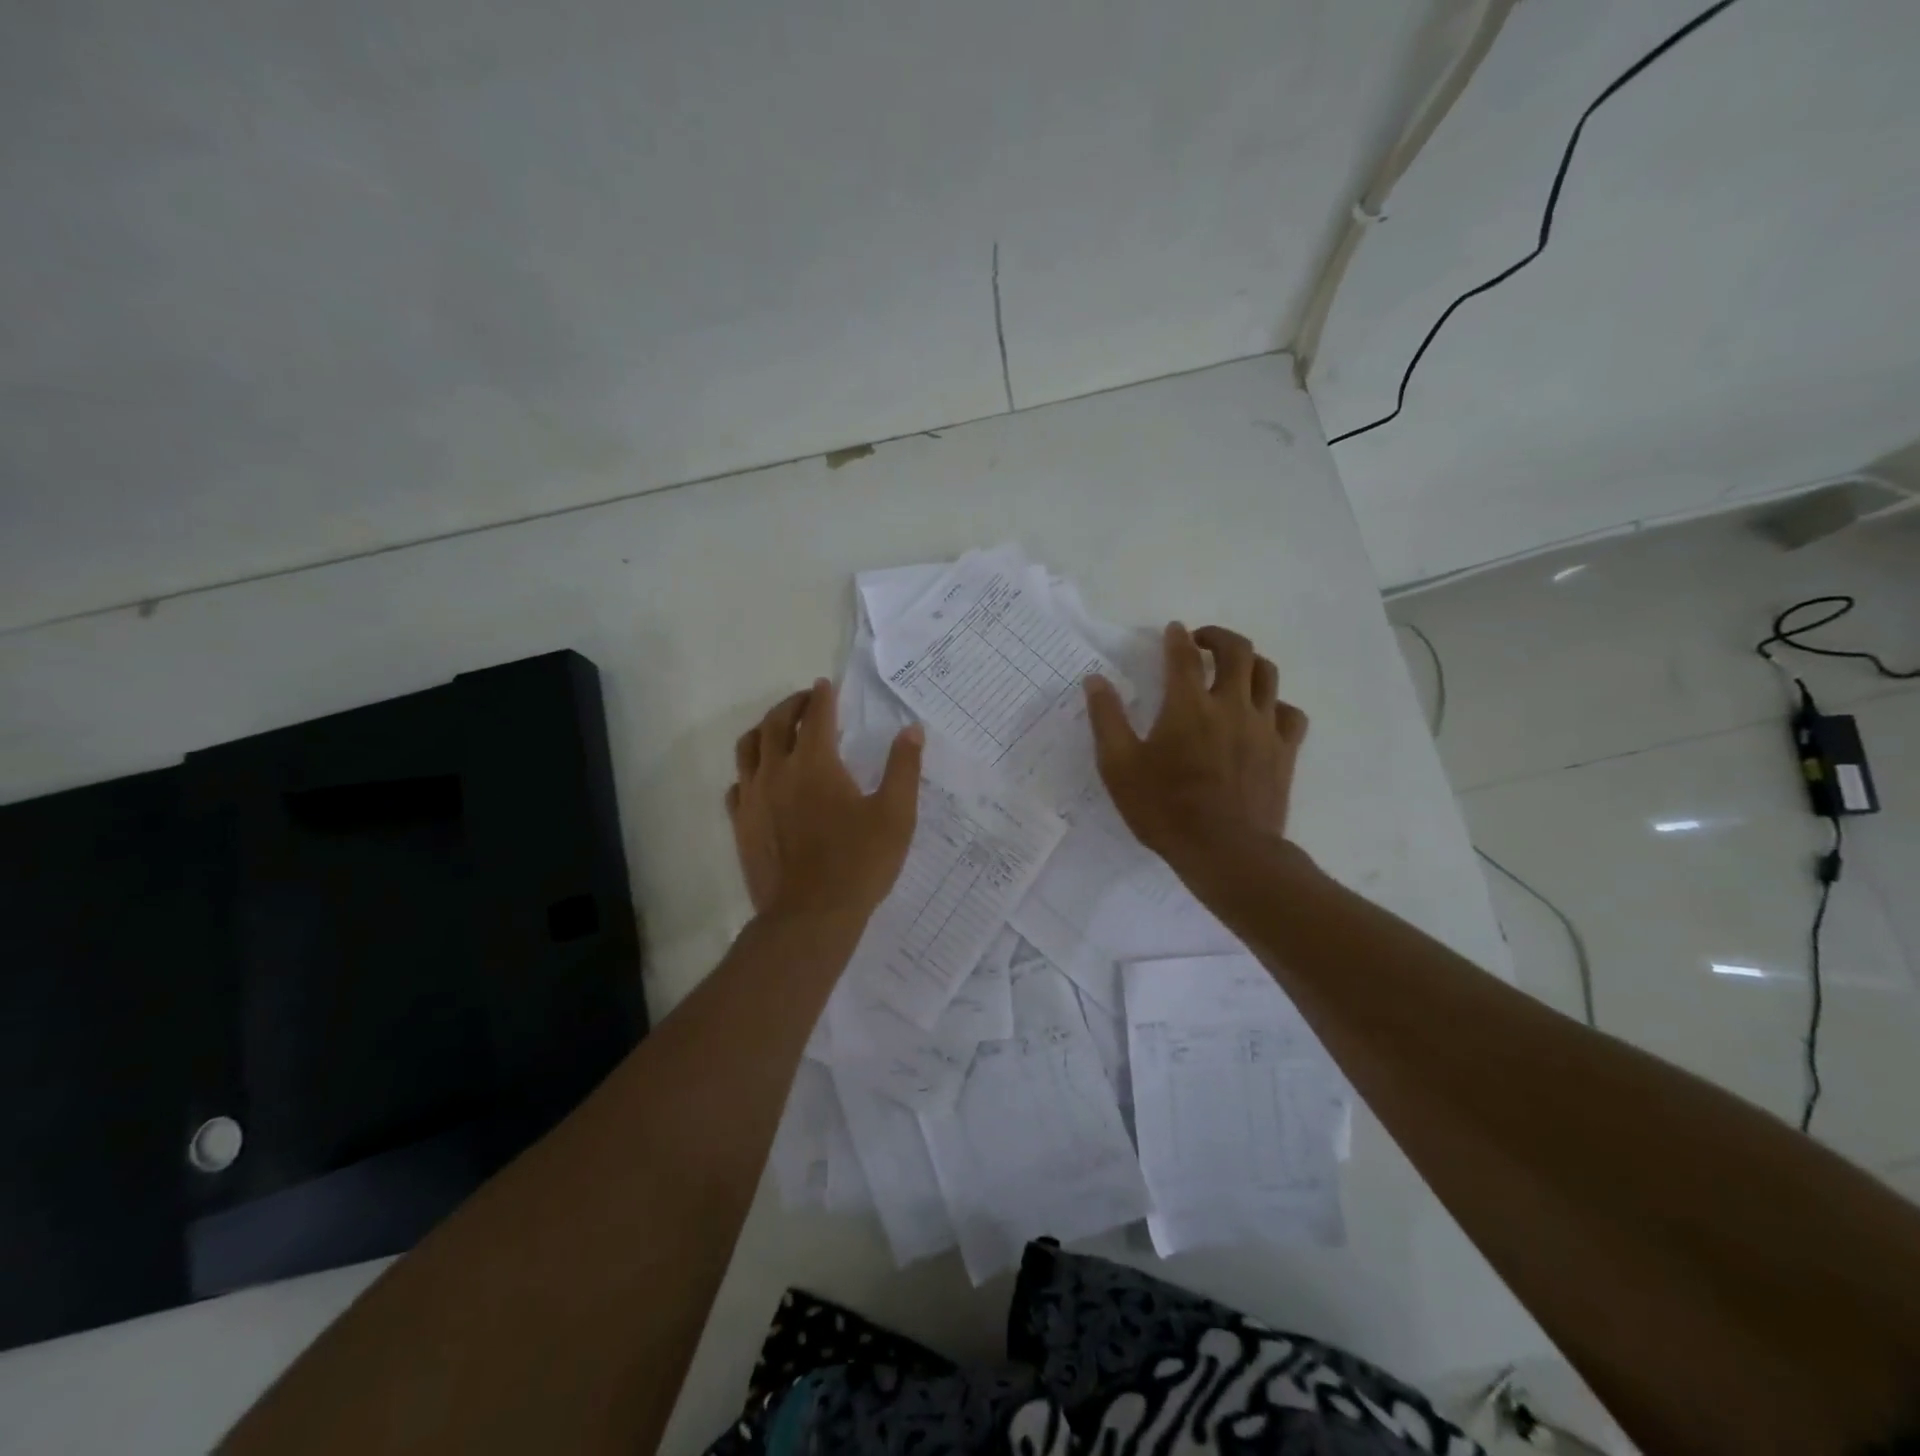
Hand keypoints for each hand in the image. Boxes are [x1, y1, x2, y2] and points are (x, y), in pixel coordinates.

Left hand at [726, 679, 924, 923]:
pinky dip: (749, 771)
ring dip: (764, 730)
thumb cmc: (859, 863)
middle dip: (791, 705)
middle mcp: (777, 771)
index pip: (815, 715)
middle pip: (775, 723)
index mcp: (815, 763)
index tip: (826, 685)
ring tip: (778, 730)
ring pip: (748, 748)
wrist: (810, 917)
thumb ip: (903, 768)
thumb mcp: (896, 815)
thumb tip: (912, 730)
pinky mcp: (741, 824)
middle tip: (806, 701)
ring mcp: (753, 798)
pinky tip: (761, 779)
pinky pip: (737, 784)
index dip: (822, 696)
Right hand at [1085, 622, 1307, 865]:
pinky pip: (1291, 713)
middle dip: (1219, 637)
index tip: (1173, 631)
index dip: (1177, 638)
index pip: (1184, 656)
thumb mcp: (1119, 767)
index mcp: (1187, 706)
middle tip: (1203, 641)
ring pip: (1268, 675)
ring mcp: (1263, 727)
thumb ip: (1106, 720)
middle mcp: (1230, 705)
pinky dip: (1276, 704)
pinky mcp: (1284, 752)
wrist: (1226, 852)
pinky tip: (1264, 713)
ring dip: (1250, 662)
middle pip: (1237, 651)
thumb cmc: (1165, 810)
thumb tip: (1095, 680)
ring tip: (1235, 669)